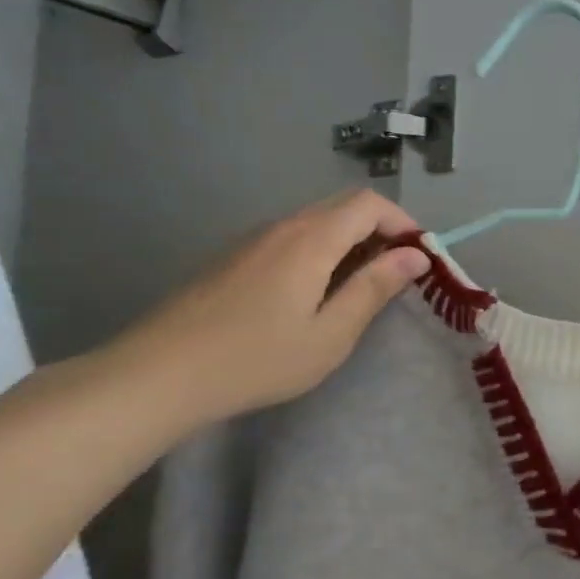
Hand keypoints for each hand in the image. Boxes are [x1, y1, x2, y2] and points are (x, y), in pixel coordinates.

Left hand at [102, 189, 429, 430]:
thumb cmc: (257, 359)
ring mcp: (254, 240)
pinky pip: (293, 238)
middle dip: (382, 232)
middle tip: (398, 276)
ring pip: (317, 222)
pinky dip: (323, 252)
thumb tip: (415, 256)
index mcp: (311, 240)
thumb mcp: (331, 333)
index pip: (369, 203)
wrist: (158, 375)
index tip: (421, 259)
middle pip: (344, 206)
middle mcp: (283, 227)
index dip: (404, 223)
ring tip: (362, 289)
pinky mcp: (235, 258)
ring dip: (352, 243)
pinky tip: (316, 295)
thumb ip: (374, 289)